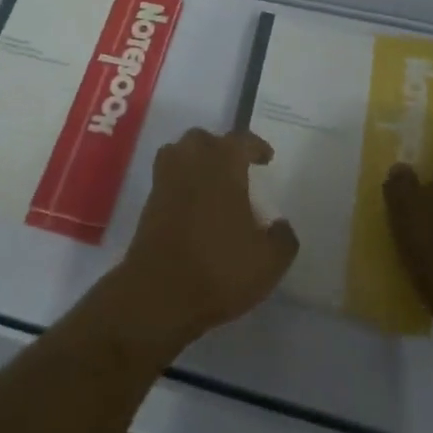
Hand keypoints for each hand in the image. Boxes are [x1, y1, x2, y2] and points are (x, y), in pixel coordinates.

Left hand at [111, 128, 298, 352]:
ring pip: (181, 153)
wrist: (159, 292)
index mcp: (223, 163)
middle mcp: (192, 160)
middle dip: (221, 149)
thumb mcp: (268, 261)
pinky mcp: (149, 201)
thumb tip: (280, 225)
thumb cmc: (219, 267)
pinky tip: (194, 205)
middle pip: (205, 139)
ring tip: (212, 182)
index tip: (266, 158)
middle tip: (237, 169)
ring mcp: (166, 178)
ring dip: (196, 160)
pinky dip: (181, 182)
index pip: (242, 140)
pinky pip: (168, 177)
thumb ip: (282, 238)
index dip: (256, 147)